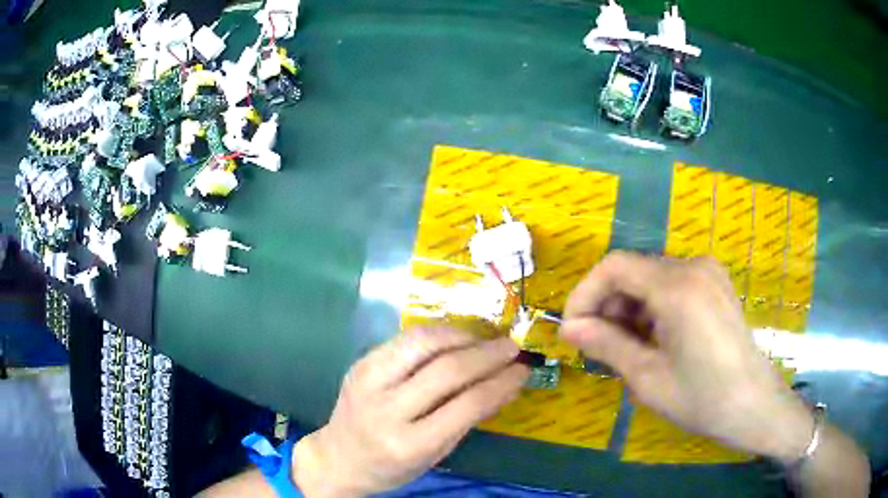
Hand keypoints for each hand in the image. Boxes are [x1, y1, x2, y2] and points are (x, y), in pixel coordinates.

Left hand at [293, 328, 528, 496]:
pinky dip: (436, 334)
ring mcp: (368, 382)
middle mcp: (387, 410)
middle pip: (446, 370)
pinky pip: (404, 339)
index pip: (466, 405)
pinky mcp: (360, 363)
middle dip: (487, 354)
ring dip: (461, 336)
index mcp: (410, 444)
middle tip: (511, 347)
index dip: (501, 383)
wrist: (339, 458)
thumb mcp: (436, 454)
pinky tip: (454, 339)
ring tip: (483, 340)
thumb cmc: (393, 466)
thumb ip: (469, 419)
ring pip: (422, 343)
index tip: (523, 370)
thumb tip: (507, 384)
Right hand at [560, 252, 813, 463]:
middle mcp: (694, 267)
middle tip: (596, 347)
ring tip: (625, 348)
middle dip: (607, 306)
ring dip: (629, 309)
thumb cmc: (701, 398)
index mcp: (677, 286)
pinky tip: (653, 340)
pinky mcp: (715, 284)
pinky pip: (672, 285)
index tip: (572, 330)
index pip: (615, 267)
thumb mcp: (647, 377)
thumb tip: (568, 329)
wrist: (753, 404)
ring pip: (651, 278)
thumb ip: (606, 345)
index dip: (585, 294)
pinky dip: (652, 308)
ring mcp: (708, 273)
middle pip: (633, 271)